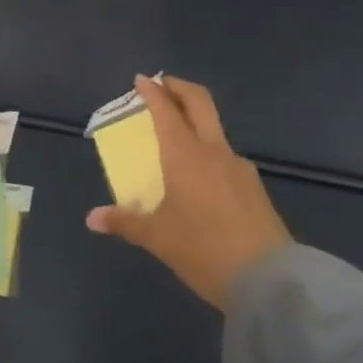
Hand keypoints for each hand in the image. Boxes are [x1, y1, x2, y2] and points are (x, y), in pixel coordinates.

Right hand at [86, 75, 291, 307]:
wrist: (270, 282)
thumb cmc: (204, 250)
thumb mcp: (157, 238)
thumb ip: (125, 222)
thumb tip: (92, 219)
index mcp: (185, 155)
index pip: (166, 110)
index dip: (152, 92)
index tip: (141, 80)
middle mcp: (213, 151)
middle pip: (200, 103)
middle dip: (180, 88)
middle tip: (163, 85)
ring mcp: (239, 168)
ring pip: (215, 130)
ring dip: (196, 121)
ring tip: (178, 137)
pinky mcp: (254, 188)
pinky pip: (226, 157)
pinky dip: (209, 151)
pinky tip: (201, 175)